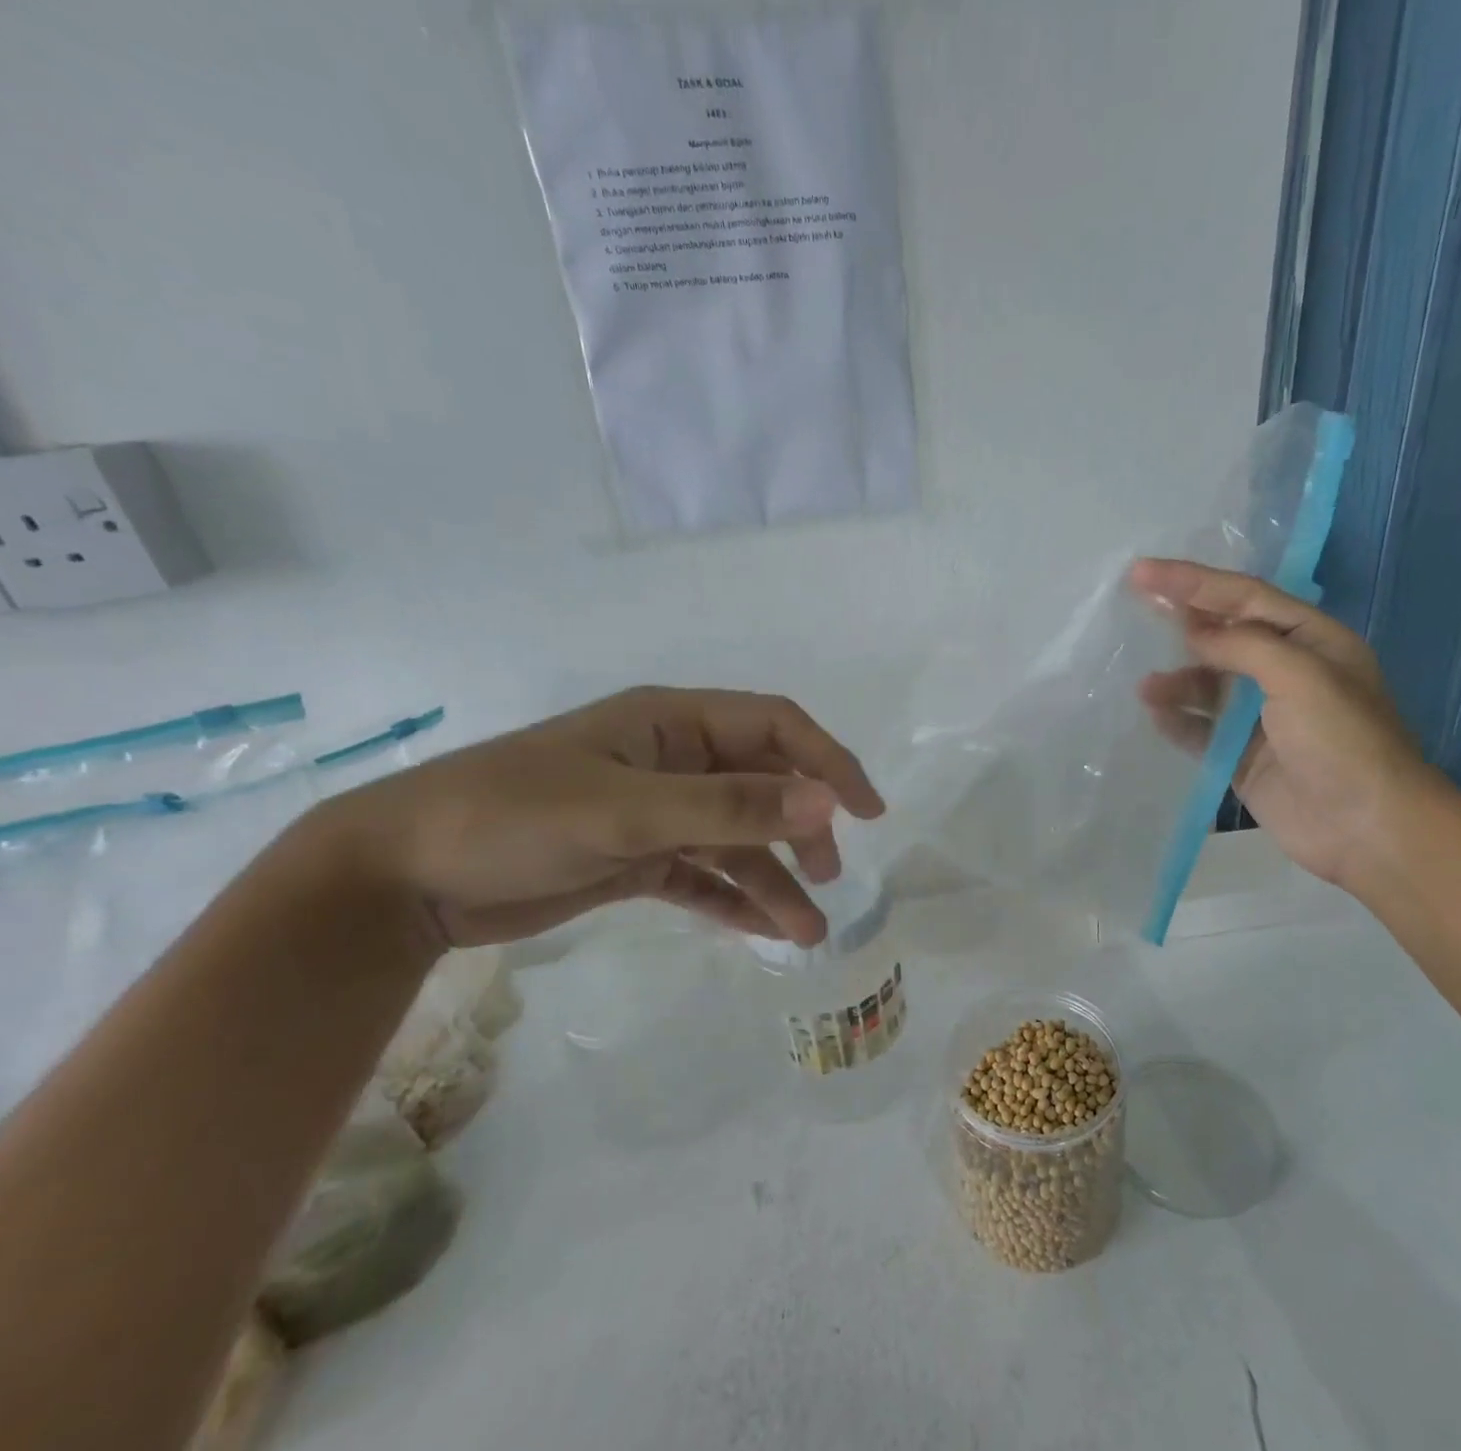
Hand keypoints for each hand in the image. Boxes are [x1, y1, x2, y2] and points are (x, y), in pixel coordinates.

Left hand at [302, 688, 885, 948]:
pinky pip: (703, 875)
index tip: (868, 810)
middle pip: (763, 785)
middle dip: (803, 828)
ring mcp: (655, 812)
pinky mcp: (635, 859)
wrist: (399, 878)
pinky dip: (734, 899)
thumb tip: (827, 803)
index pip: (776, 726)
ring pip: (736, 838)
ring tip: (805, 931)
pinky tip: (764, 931)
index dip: (829, 761)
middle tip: (830, 874)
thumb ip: (729, 806)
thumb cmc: (513, 817)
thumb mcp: (626, 810)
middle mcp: (673, 761)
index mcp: (673, 722)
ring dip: (774, 878)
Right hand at [1130, 559, 1432, 890]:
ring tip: (1146, 686)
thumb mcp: (1301, 676)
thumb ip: (1243, 646)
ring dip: (1177, 680)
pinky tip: (1155, 714)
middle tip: (1133, 605)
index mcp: (1310, 640)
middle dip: (1181, 621)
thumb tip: (1193, 633)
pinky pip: (1201, 730)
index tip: (1143, 573)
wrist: (1368, 829)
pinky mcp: (1243, 756)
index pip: (1244, 597)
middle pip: (1223, 635)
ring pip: (1208, 685)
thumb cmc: (1342, 741)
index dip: (1193, 581)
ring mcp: (1262, 717)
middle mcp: (1285, 671)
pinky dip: (1178, 720)